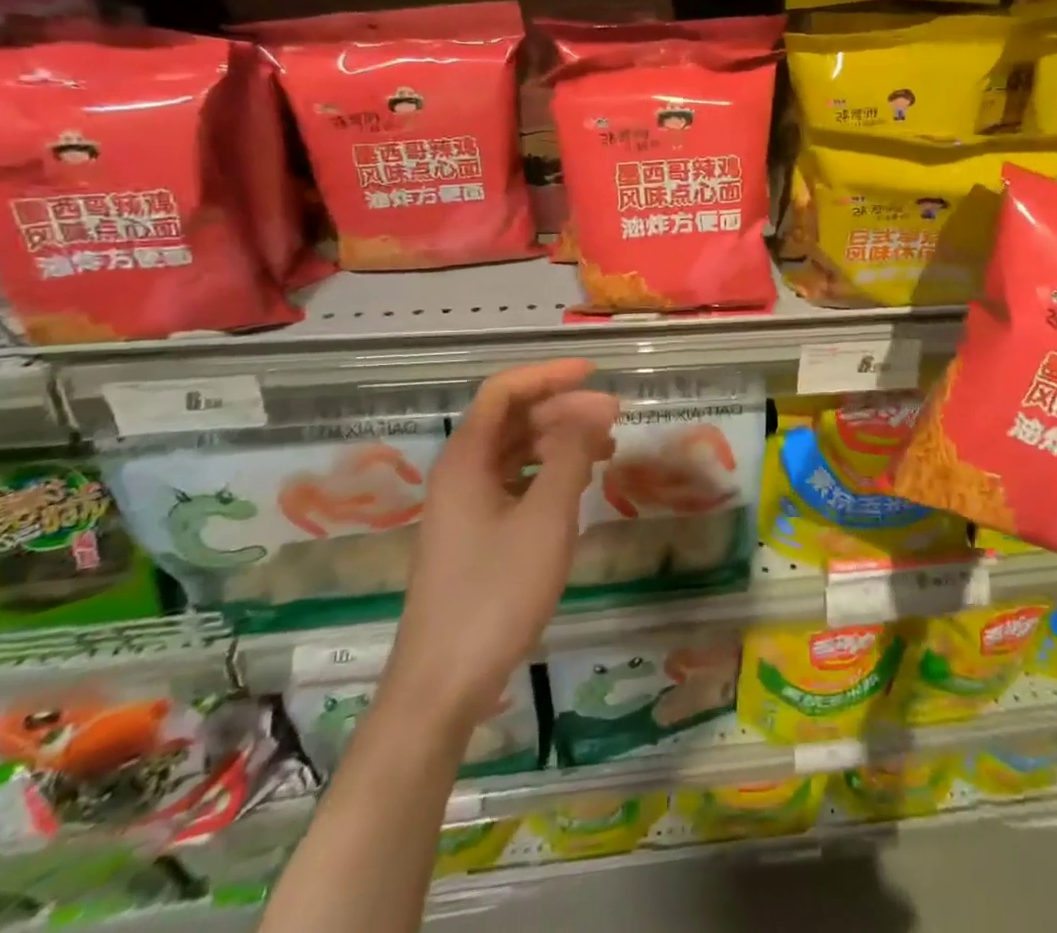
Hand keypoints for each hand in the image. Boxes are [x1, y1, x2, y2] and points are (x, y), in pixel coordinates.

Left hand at [385, 360, 618, 735]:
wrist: (443, 684)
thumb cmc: (496, 593)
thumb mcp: (546, 519)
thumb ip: (571, 456)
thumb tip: (594, 408)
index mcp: (467, 459)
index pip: (505, 391)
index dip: (548, 374)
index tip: (593, 373)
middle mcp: (460, 473)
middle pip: (511, 419)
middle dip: (562, 409)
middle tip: (613, 417)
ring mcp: (463, 506)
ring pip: (514, 452)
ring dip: (558, 441)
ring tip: (605, 448)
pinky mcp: (473, 535)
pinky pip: (513, 483)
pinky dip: (547, 473)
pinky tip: (577, 485)